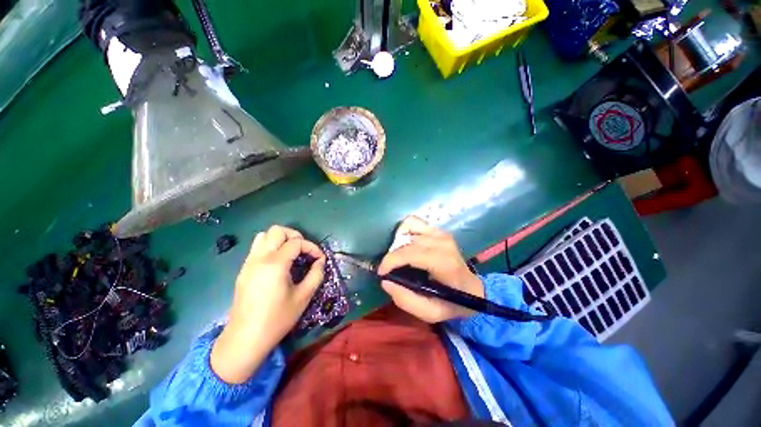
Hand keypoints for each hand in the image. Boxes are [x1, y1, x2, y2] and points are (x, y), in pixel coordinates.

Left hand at [211, 225, 324, 383]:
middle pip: (277, 230)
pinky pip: (257, 247)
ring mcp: (248, 263)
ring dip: (281, 239)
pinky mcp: (243, 270)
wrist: (244, 340)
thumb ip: (316, 274)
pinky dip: (270, 247)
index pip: (296, 242)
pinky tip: (279, 263)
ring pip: (264, 236)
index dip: (312, 247)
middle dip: (295, 236)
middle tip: (304, 251)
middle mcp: (259, 258)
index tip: (319, 259)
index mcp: (275, 264)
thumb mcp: (303, 297)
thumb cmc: (277, 319)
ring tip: (291, 253)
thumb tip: (320, 261)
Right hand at [378, 216, 483, 323]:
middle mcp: (443, 242)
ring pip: (408, 228)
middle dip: (392, 255)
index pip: (410, 253)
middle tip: (390, 270)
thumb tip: (386, 281)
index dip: (391, 260)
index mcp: (444, 262)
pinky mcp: (438, 230)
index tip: (381, 272)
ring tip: (399, 258)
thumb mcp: (431, 312)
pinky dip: (405, 231)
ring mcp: (441, 233)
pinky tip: (406, 245)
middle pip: (407, 241)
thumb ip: (407, 300)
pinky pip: (414, 222)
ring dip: (398, 242)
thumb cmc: (452, 303)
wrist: (473, 289)